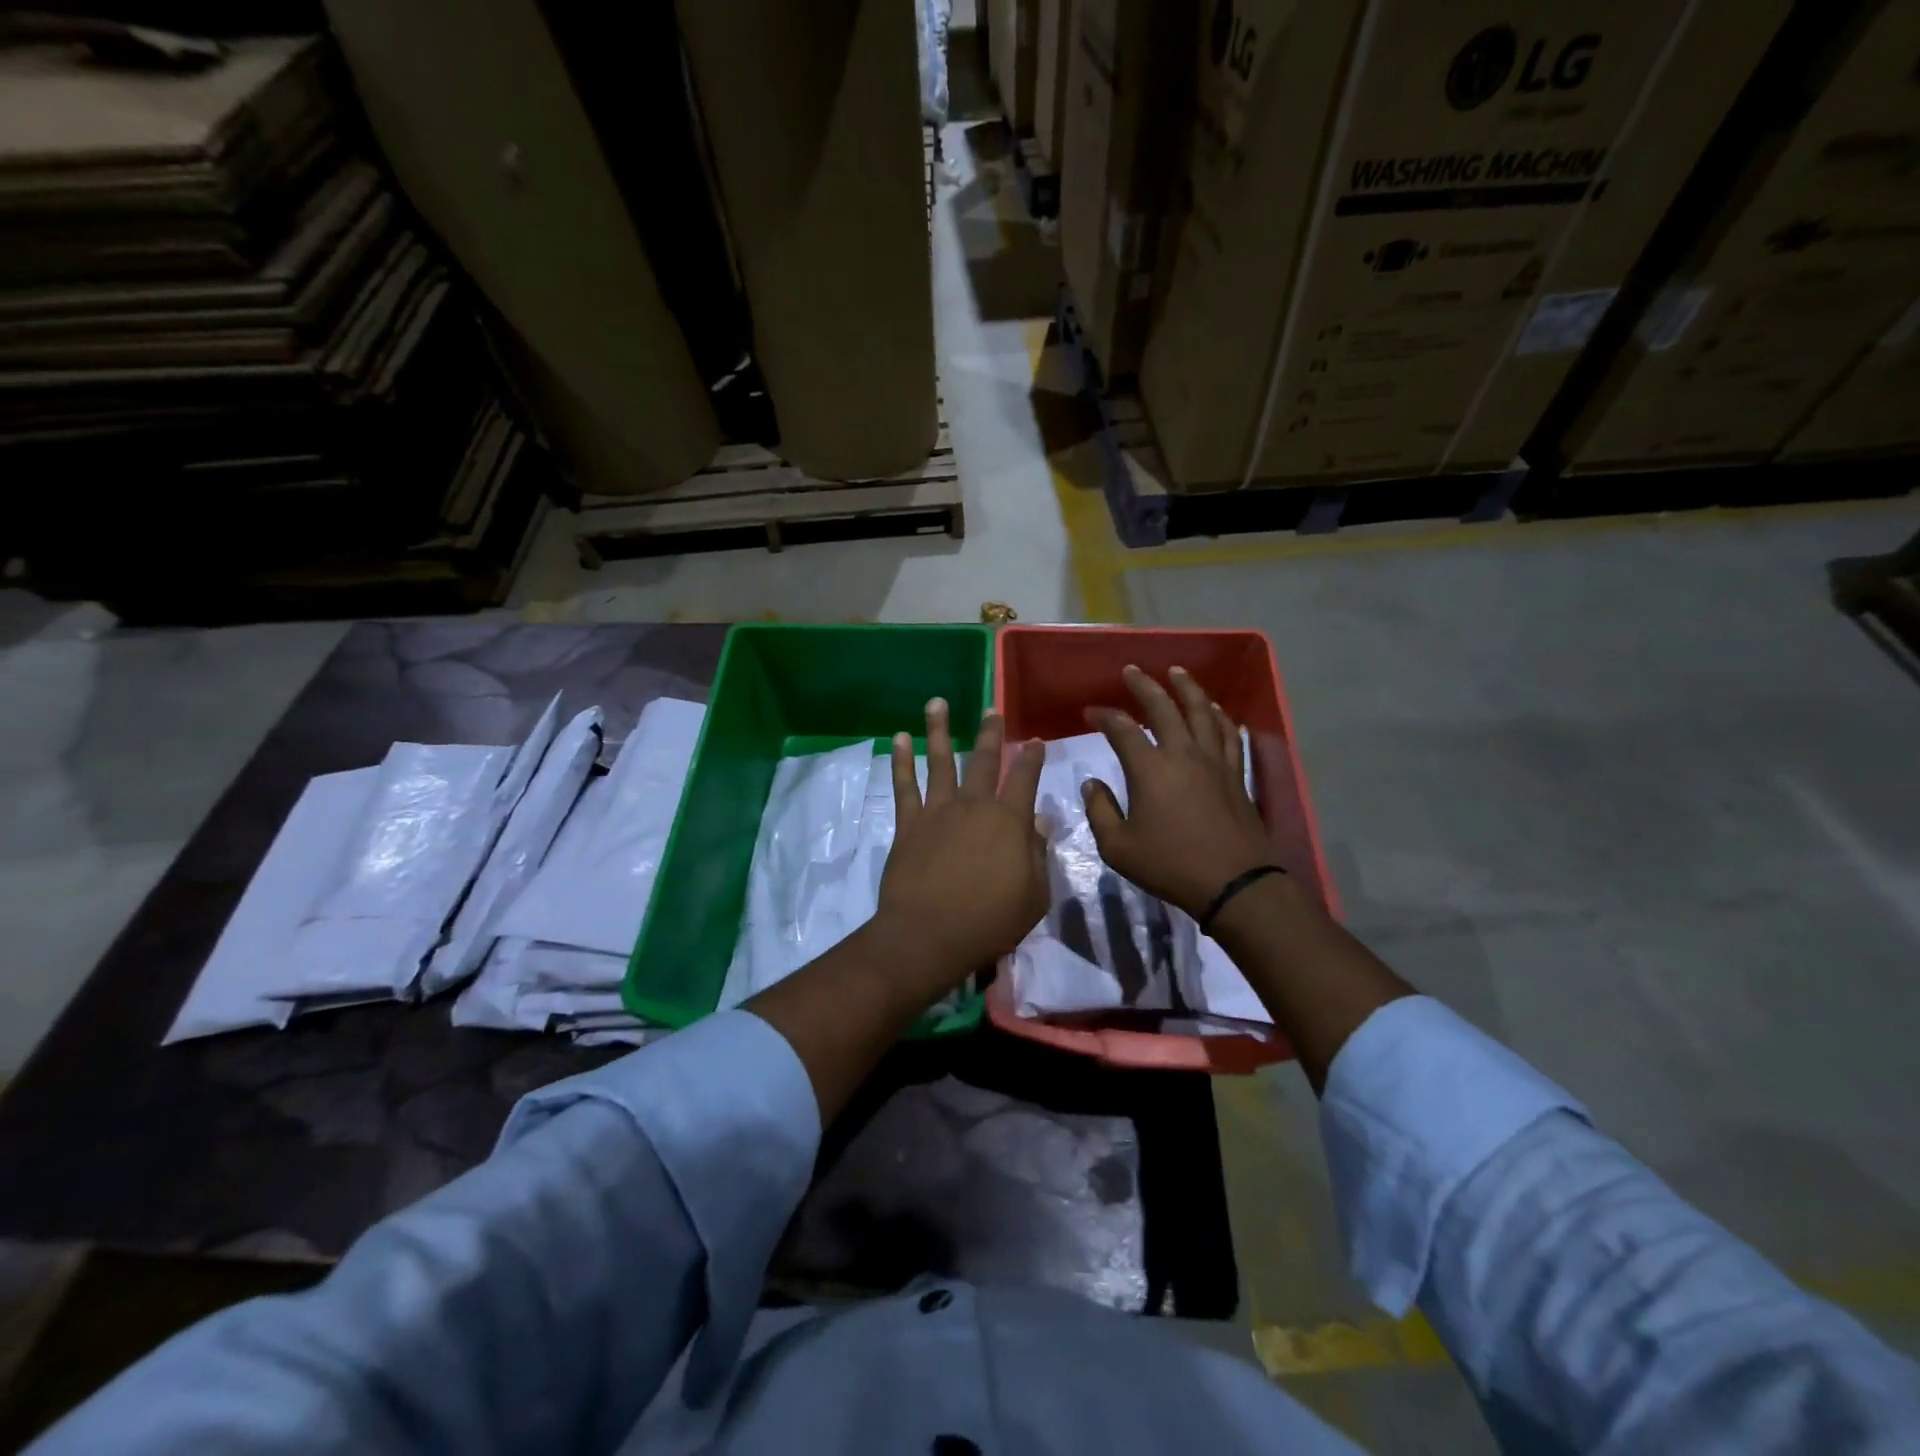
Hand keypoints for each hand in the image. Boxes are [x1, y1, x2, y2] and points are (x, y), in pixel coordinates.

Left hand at [875, 698, 1047, 987]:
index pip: (1025, 779)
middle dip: (990, 733)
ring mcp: (938, 810)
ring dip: (940, 730)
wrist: (928, 934)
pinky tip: (899, 738)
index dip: (1032, 757)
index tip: (1035, 741)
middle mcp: (974, 806)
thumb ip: (1039, 855)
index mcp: (1009, 821)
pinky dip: (901, 760)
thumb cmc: (989, 921)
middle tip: (991, 709)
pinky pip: (904, 785)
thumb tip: (1041, 822)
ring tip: (937, 702)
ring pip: (940, 761)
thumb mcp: (1034, 896)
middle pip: (984, 761)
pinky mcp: (909, 823)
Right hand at [1081, 665, 1272, 918]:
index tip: (1089, 712)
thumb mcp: (1118, 847)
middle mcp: (1183, 754)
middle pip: (1164, 708)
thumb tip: (1092, 783)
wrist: (1233, 883)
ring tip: (1177, 672)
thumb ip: (1100, 811)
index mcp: (1150, 769)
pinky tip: (1215, 709)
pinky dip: (1220, 716)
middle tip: (1131, 671)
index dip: (1103, 716)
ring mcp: (1214, 761)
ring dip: (1187, 688)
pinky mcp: (1235, 773)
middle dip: (1144, 685)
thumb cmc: (1170, 866)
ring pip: (1201, 712)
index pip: (1122, 729)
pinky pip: (1229, 734)